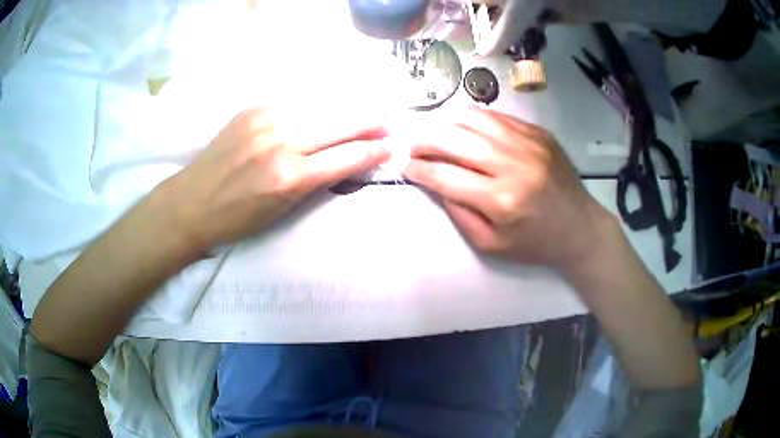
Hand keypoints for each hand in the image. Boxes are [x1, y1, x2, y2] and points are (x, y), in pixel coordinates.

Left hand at [166, 107, 389, 248]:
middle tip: (388, 122)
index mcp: (290, 178)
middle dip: (371, 123)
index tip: (391, 146)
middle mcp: (283, 142)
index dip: (374, 151)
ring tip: (364, 111)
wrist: (192, 201)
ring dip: (346, 110)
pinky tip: (324, 108)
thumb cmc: (237, 218)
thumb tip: (345, 160)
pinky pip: (296, 103)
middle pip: (341, 124)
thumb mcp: (282, 210)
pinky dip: (316, 107)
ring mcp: (267, 119)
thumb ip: (315, 181)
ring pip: (322, 107)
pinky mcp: (254, 108)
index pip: (347, 157)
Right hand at [402, 106, 612, 270]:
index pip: (445, 175)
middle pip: (454, 138)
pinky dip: (473, 118)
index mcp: (501, 200)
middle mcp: (513, 164)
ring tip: (433, 131)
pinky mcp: (538, 133)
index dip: (418, 168)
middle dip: (424, 139)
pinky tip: (463, 126)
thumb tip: (435, 182)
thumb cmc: (535, 243)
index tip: (403, 165)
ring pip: (473, 118)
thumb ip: (460, 214)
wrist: (580, 227)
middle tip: (410, 144)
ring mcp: (528, 143)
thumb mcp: (491, 244)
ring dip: (445, 122)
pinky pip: (497, 116)